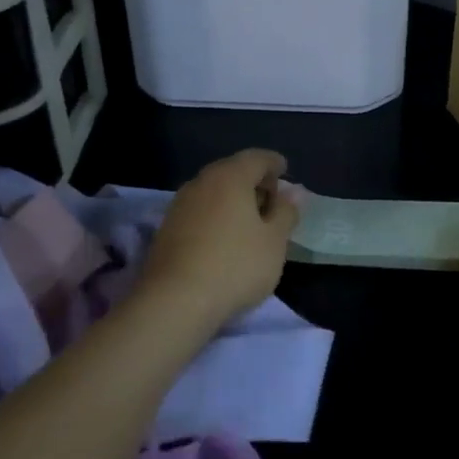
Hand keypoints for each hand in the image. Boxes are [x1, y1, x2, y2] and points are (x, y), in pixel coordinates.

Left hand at [137, 149, 301, 329]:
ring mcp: (179, 205)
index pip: (257, 158)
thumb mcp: (274, 241)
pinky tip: (224, 237)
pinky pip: (199, 210)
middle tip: (271, 200)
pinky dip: (216, 215)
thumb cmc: (236, 265)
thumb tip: (292, 193)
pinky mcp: (166, 228)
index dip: (274, 163)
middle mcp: (201, 182)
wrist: (175, 300)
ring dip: (233, 199)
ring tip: (250, 222)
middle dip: (253, 181)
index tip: (285, 172)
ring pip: (213, 191)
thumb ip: (285, 212)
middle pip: (232, 171)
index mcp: (230, 177)